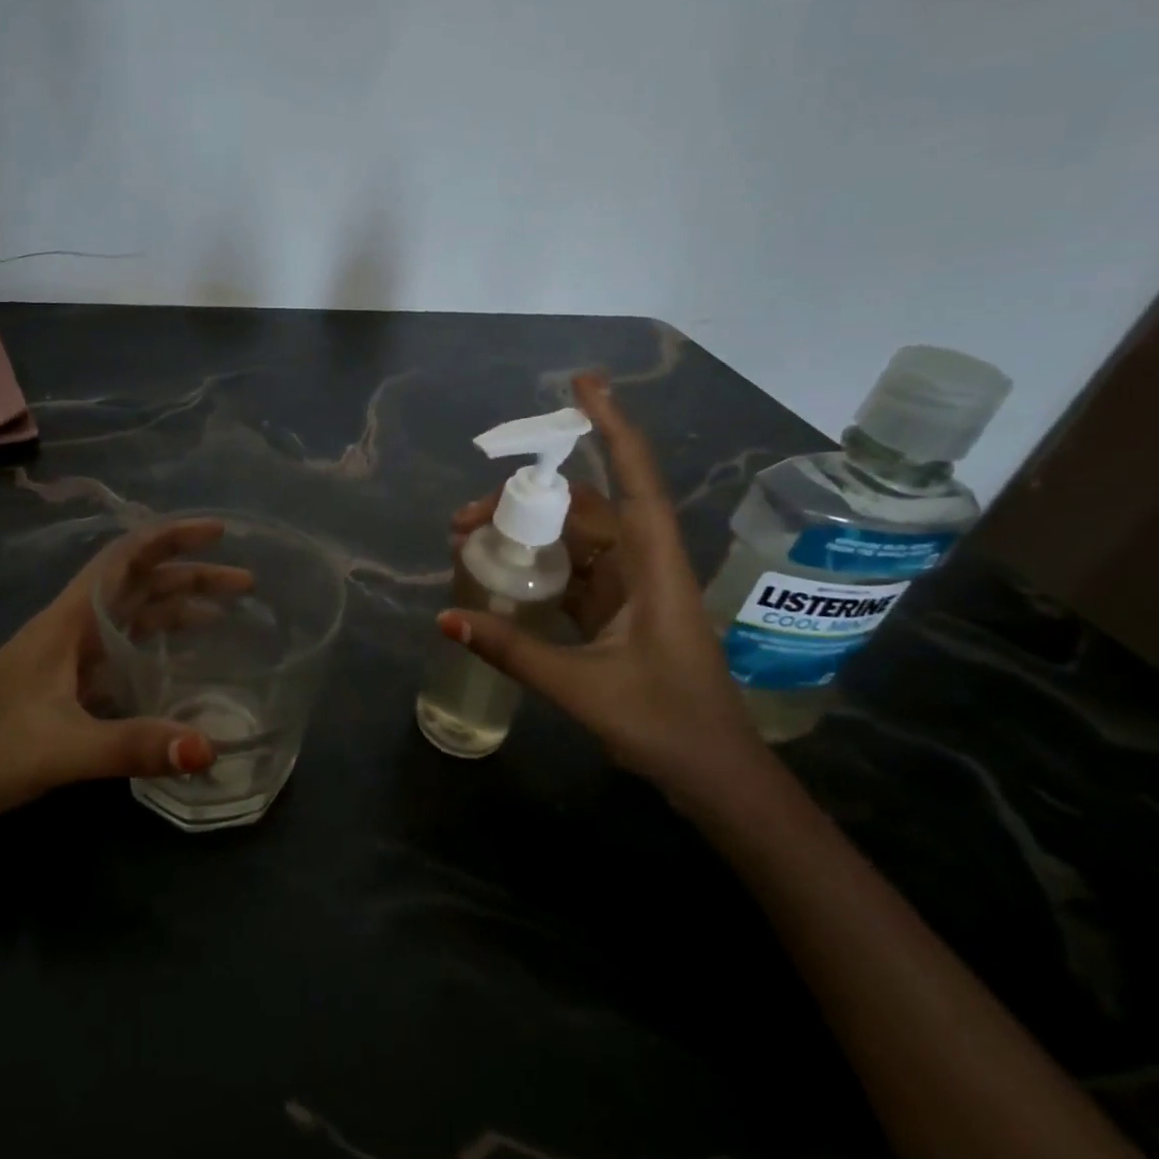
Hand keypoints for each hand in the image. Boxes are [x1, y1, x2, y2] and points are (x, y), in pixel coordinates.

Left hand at [0, 520, 247, 848]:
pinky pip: (121, 655)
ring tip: (223, 616)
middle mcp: (70, 630)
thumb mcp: (59, 748)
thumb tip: (210, 747)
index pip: (125, 558)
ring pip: (131, 619)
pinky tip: (178, 667)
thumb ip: (133, 746)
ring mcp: (65, 660)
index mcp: (67, 621)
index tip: (219, 532)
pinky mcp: (62, 691)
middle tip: (244, 583)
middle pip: (138, 585)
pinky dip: (155, 649)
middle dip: (190, 576)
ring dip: (175, 610)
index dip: (171, 537)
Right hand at [438, 374, 769, 805]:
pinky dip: (536, 564)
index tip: (582, 384)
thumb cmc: (666, 724)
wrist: (715, 775)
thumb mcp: (581, 686)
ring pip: (574, 538)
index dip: (611, 426)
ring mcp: (631, 587)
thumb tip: (443, 617)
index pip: (634, 479)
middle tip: (463, 518)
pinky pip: (572, 570)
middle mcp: (644, 564)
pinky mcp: (617, 611)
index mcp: (654, 566)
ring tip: (469, 539)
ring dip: (527, 531)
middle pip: (585, 508)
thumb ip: (511, 650)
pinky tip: (500, 569)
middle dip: (525, 499)